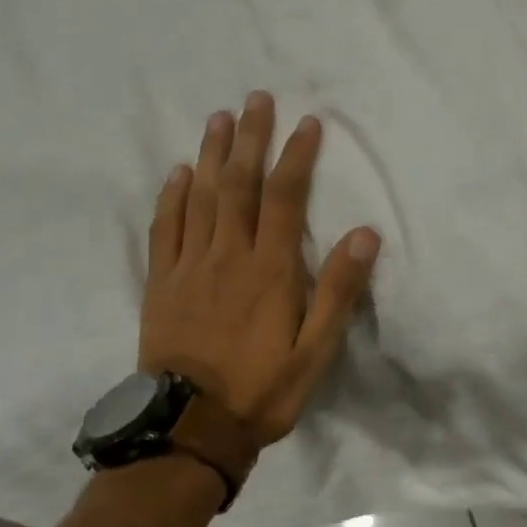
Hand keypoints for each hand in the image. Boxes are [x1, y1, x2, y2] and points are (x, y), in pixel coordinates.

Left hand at [138, 92, 380, 480]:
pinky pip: (165, 228)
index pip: (285, 198)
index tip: (307, 123)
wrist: (191, 427)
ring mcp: (190, 266)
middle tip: (256, 99)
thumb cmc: (263, 388)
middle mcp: (228, 255)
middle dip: (251, 139)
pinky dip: (172, 196)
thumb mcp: (316, 349)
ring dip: (212, 154)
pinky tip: (179, 172)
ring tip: (219, 118)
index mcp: (270, 269)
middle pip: (239, 185)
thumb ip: (339, 290)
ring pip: (201, 197)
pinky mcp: (162, 282)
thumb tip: (364, 233)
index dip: (296, 156)